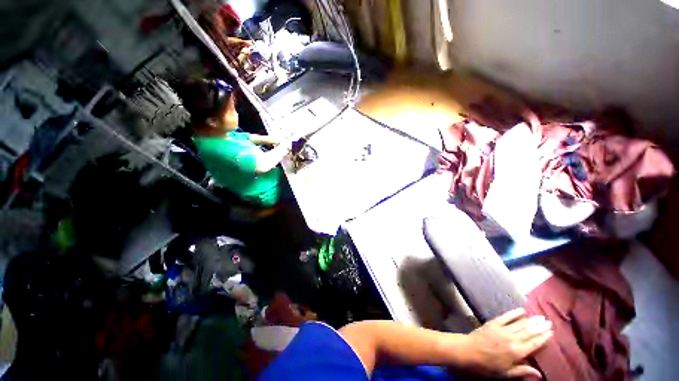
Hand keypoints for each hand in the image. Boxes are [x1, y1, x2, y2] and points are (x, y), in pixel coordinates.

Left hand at [462, 308, 552, 378]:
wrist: (469, 351)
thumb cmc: (488, 365)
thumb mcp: (506, 373)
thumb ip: (523, 371)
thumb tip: (540, 375)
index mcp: (517, 352)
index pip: (534, 343)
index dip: (543, 338)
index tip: (551, 332)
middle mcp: (512, 339)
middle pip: (529, 331)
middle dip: (540, 326)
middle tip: (549, 321)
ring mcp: (502, 329)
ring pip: (520, 323)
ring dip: (531, 320)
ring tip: (540, 316)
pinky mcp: (493, 323)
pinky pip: (505, 317)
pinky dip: (514, 313)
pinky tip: (521, 310)